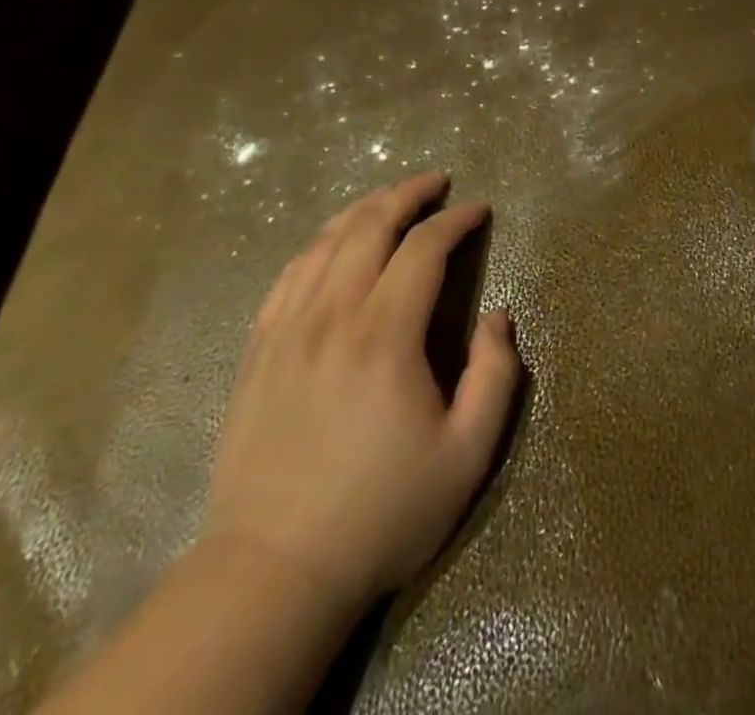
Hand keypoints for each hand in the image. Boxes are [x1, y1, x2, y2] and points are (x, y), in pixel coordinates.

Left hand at [199, 171, 519, 625]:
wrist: (273, 573)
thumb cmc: (382, 512)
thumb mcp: (467, 454)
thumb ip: (496, 376)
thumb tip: (497, 317)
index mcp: (385, 336)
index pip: (423, 249)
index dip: (455, 220)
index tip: (478, 209)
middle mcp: (332, 317)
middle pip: (369, 227)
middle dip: (407, 194)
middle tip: (436, 181)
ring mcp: (287, 331)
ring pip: (324, 243)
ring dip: (363, 209)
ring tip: (390, 199)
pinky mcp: (257, 352)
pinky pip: (287, 276)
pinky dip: (317, 245)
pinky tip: (332, 243)